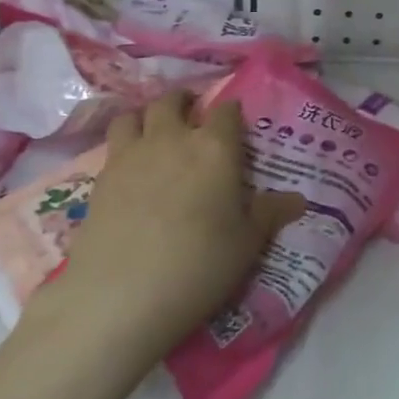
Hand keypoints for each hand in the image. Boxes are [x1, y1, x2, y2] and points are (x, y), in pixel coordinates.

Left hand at [44, 91, 303, 361]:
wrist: (120, 296)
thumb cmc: (199, 264)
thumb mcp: (247, 243)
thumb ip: (270, 213)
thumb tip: (299, 200)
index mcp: (215, 148)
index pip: (227, 111)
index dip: (232, 113)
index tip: (236, 124)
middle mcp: (172, 139)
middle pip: (172, 101)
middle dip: (185, 102)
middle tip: (193, 116)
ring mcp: (130, 156)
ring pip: (134, 115)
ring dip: (147, 116)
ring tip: (155, 132)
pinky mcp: (100, 179)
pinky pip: (112, 145)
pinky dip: (124, 145)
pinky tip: (132, 169)